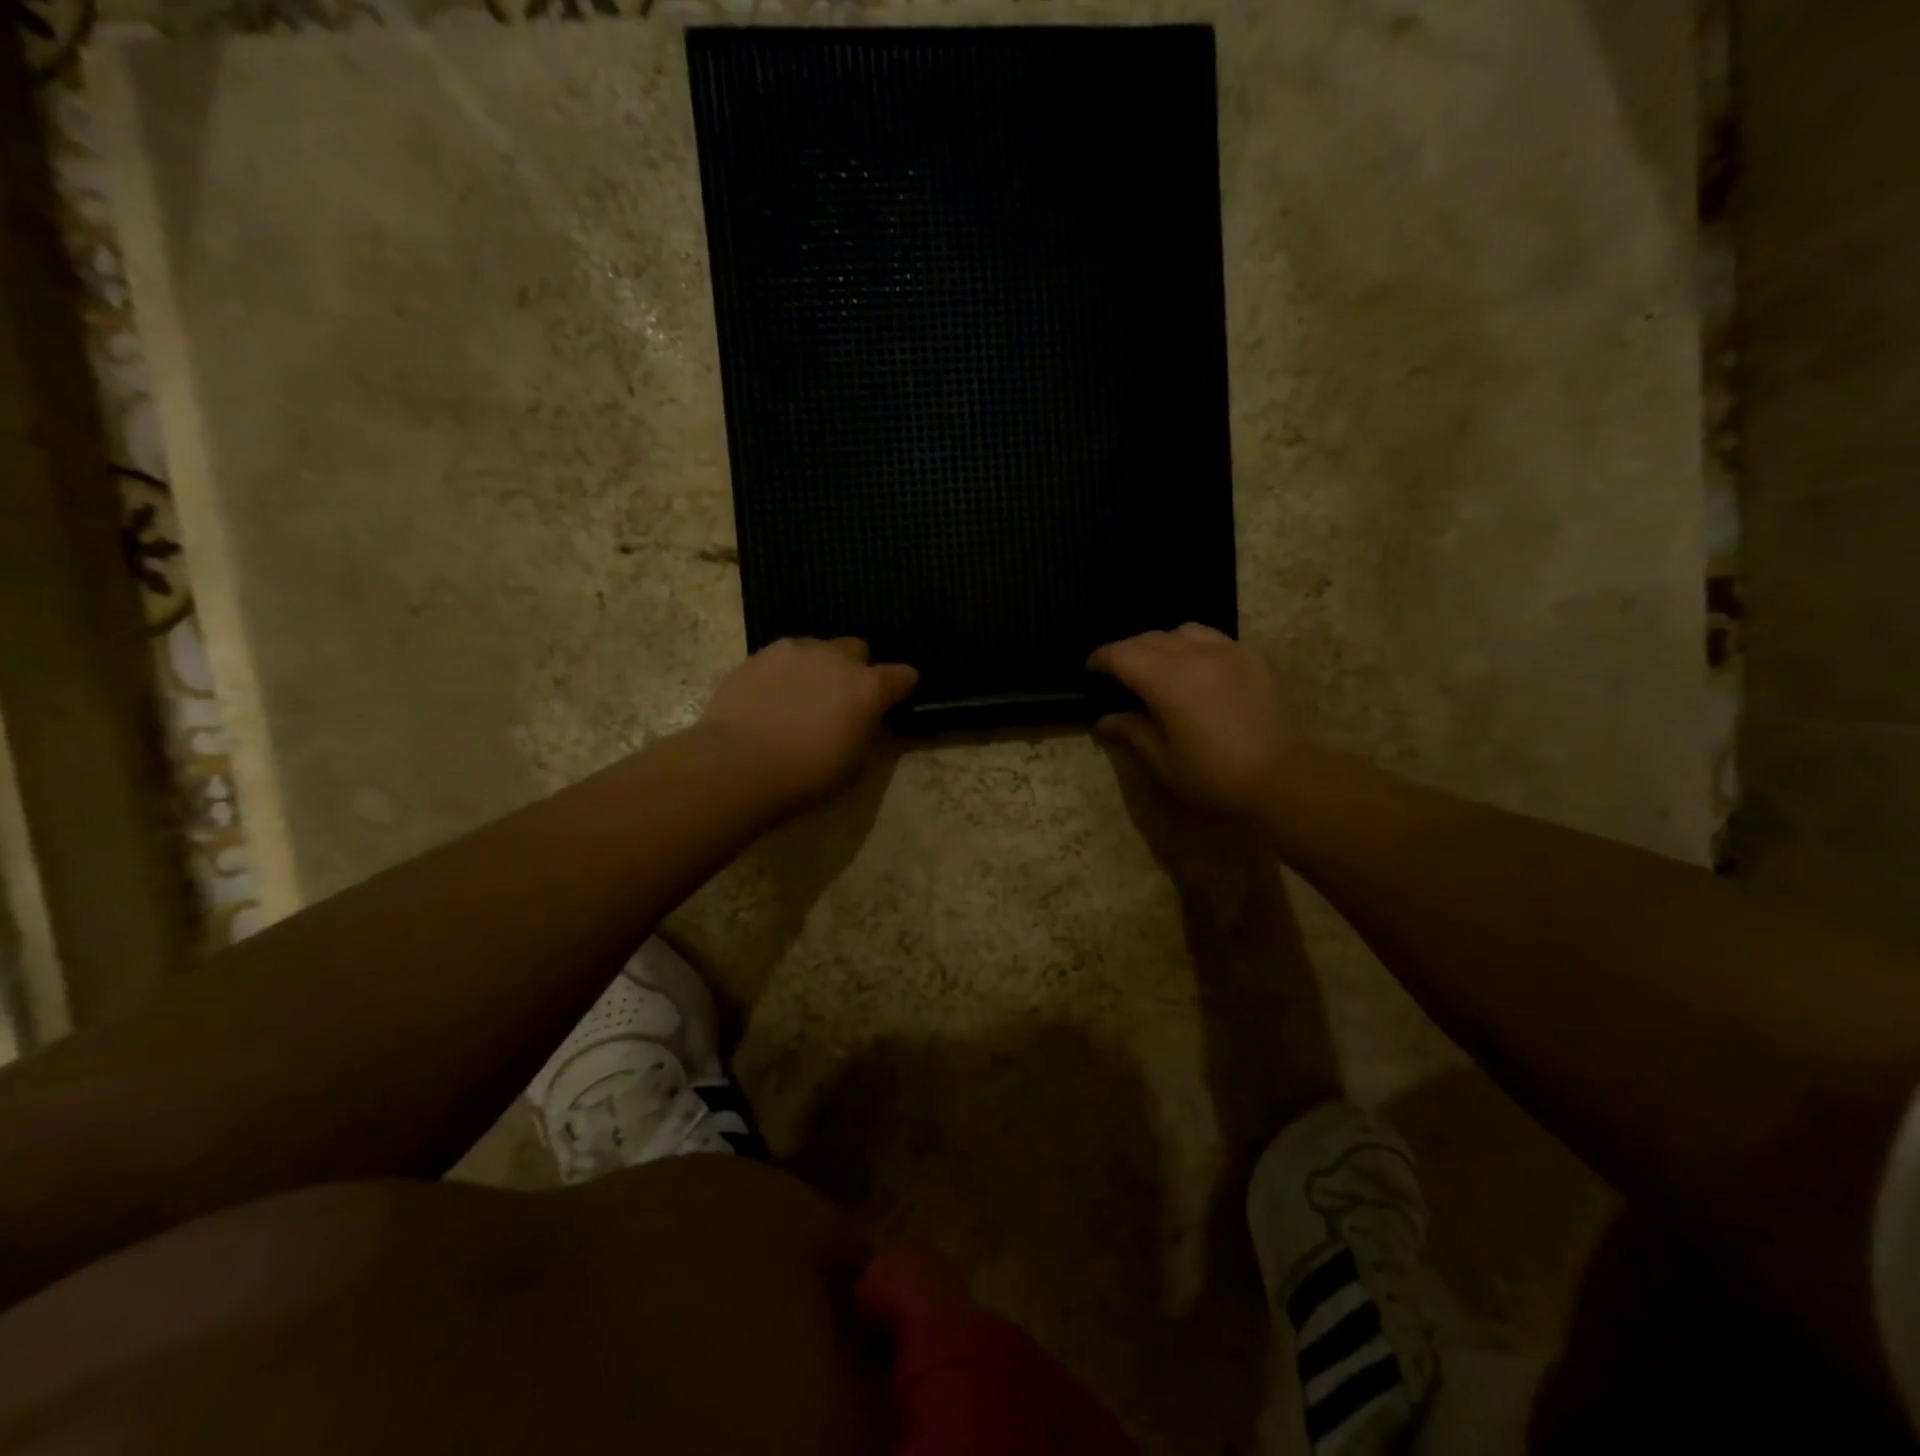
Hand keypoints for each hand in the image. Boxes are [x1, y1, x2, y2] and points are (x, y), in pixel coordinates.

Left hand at [697, 637, 917, 815]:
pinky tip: (773, 696)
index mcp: (868, 687)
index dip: (902, 686)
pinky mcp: (758, 655)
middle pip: (858, 649)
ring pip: (818, 648)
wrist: (736, 765)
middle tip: (842, 698)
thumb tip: (868, 720)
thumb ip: (867, 733)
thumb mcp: (854, 765)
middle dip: (856, 668)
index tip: (896, 698)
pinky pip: (783, 657)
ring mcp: (794, 651)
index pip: (902, 675)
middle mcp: (836, 658)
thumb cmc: (805, 775)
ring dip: (819, 666)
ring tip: (803, 695)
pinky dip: (786, 672)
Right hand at [1087, 625, 1290, 814]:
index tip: (1091, 671)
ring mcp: (1226, 652)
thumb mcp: (1164, 762)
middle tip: (1119, 673)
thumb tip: (1106, 719)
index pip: (1121, 654)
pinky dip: (1193, 644)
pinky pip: (1212, 638)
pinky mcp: (1251, 658)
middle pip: (1149, 638)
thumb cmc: (1216, 775)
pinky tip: (1196, 667)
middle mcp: (1193, 655)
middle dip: (1127, 651)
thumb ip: (1132, 733)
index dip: (1100, 659)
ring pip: (1182, 631)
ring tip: (1159, 665)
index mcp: (1166, 680)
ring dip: (1161, 643)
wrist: (1286, 775)